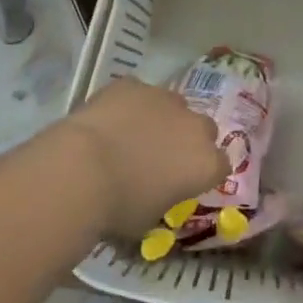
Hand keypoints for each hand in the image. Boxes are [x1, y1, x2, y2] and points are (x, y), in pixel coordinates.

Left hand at [58, 78, 230, 238]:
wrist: (81, 170)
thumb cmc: (119, 207)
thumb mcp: (149, 219)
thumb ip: (164, 199)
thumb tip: (156, 194)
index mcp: (206, 163)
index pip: (220, 166)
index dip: (202, 173)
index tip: (184, 182)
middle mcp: (194, 125)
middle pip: (203, 129)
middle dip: (187, 139)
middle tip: (161, 156)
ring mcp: (164, 98)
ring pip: (172, 105)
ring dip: (161, 118)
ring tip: (132, 135)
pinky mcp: (134, 83)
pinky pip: (138, 94)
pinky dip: (129, 105)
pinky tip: (109, 120)